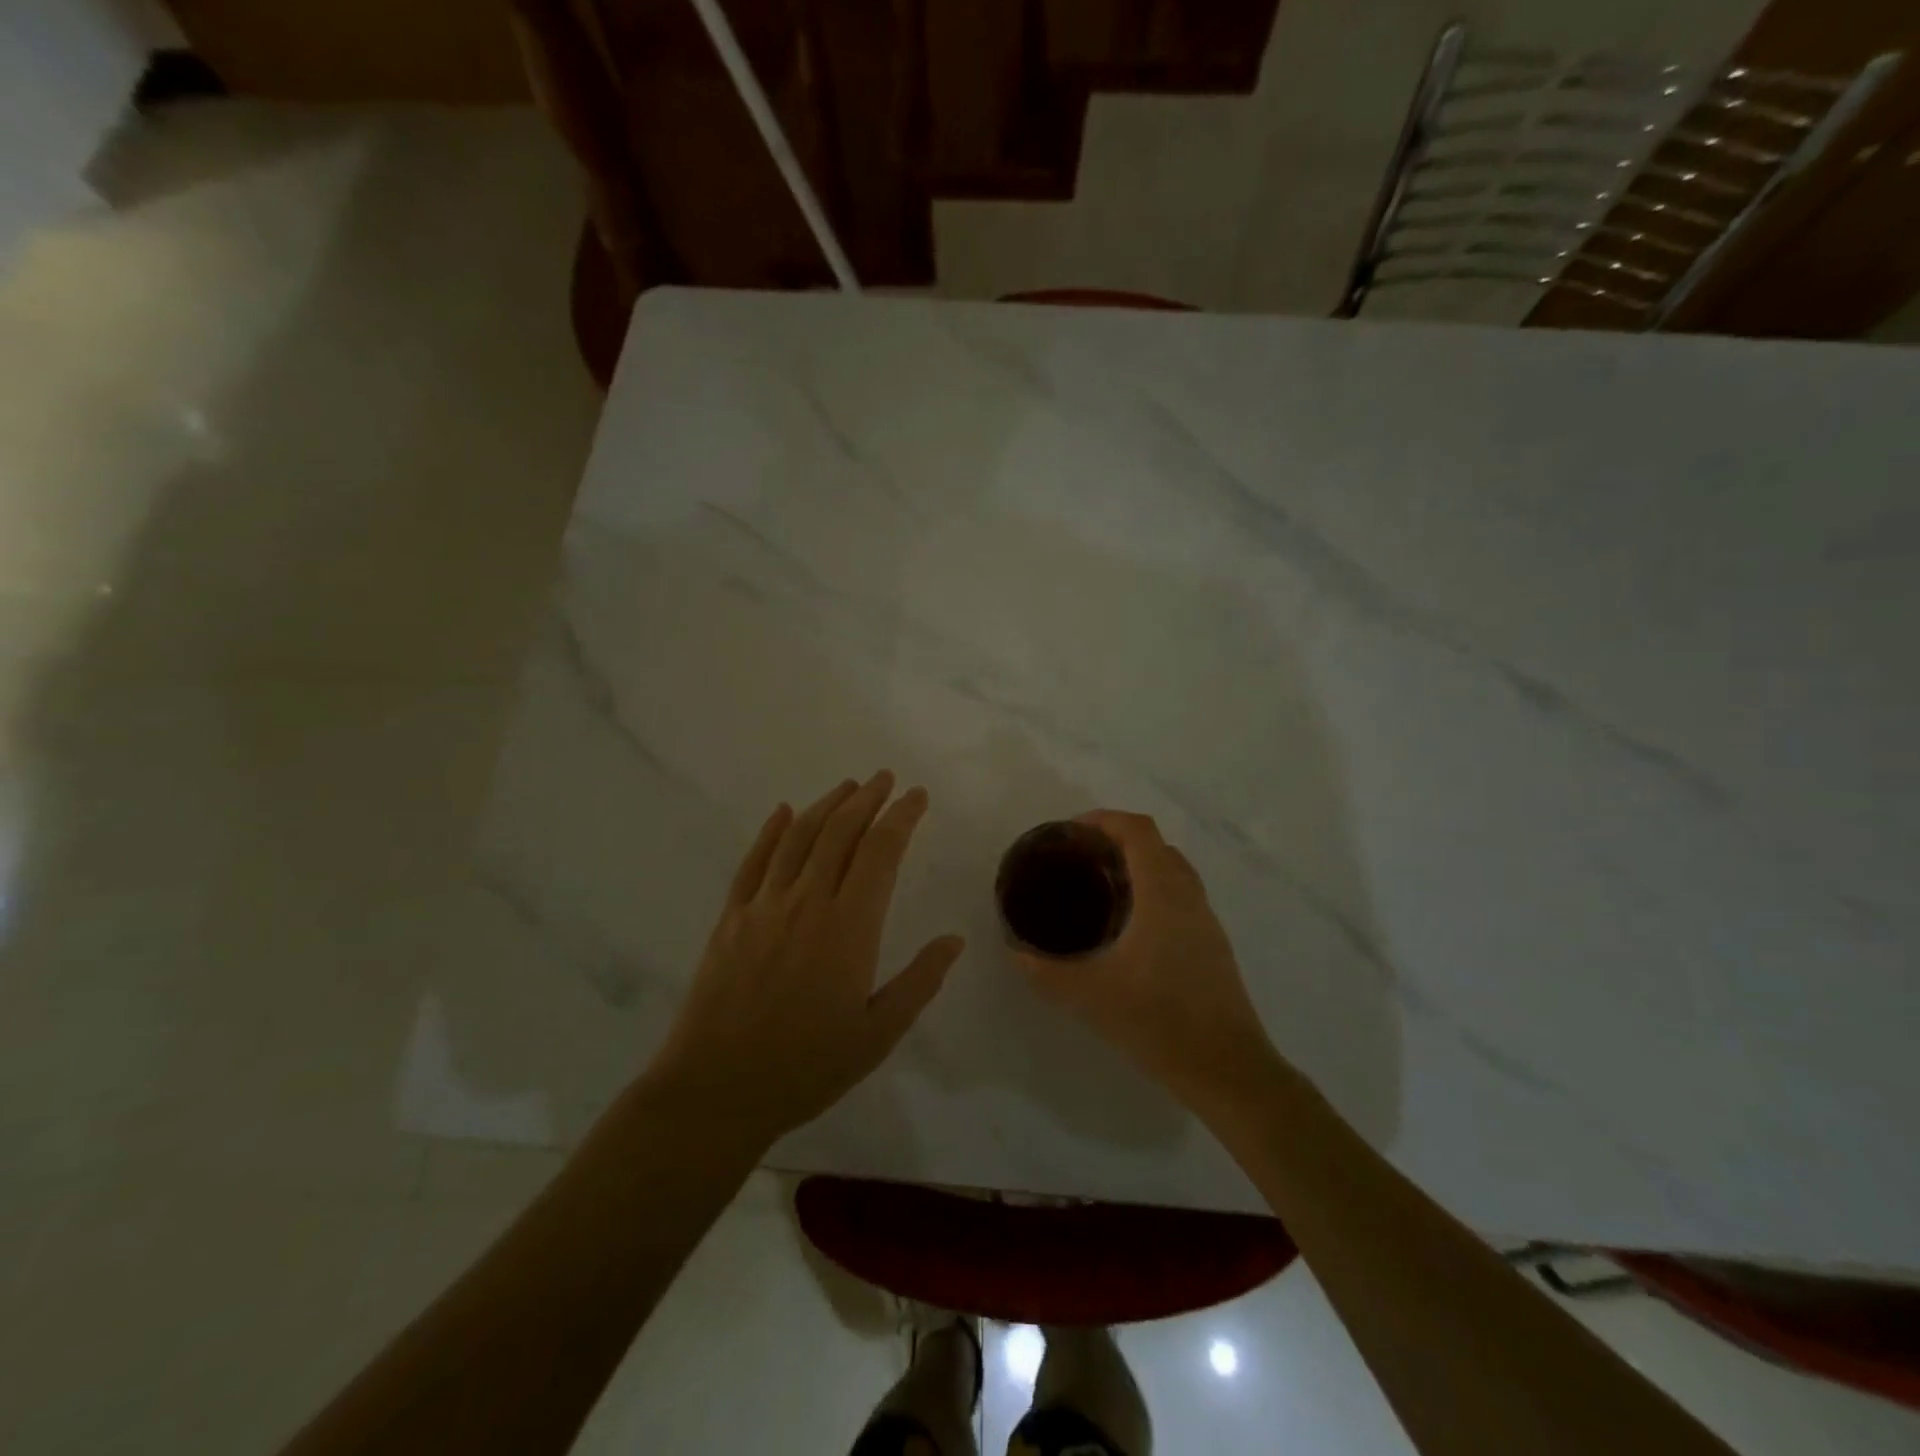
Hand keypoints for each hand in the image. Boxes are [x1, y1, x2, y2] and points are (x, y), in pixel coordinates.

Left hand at [647, 772, 964, 1145]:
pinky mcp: (731, 918)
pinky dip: (771, 831)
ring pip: (799, 837)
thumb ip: (919, 982)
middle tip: (885, 778)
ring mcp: (764, 906)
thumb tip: (954, 939)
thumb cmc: (806, 1067)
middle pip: (840, 832)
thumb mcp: (877, 1034)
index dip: (901, 817)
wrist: (717, 1090)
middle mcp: (807, 902)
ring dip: (826, 806)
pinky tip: (783, 812)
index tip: (917, 796)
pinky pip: (754, 861)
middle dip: (867, 799)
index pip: (881, 852)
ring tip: (847, 787)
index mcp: (849, 927)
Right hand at [1015, 811, 1276, 1115]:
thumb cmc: (1159, 1022)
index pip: (1139, 830)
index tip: (1072, 832)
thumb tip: (1016, 951)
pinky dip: (1154, 890)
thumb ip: (1046, 971)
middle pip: (1156, 845)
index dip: (1105, 819)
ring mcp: (1206, 920)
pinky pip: (1182, 896)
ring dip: (1139, 865)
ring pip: (1173, 870)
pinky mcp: (1213, 944)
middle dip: (1117, 840)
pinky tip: (1129, 927)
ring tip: (1100, 888)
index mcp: (1162, 894)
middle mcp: (1189, 896)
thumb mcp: (1090, 996)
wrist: (1227, 1070)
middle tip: (1080, 860)